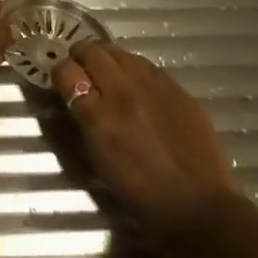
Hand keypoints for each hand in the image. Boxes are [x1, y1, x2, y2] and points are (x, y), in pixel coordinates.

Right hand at [56, 42, 242, 239]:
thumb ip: (86, 121)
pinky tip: (136, 82)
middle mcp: (123, 93)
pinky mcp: (176, 87)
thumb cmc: (140, 193)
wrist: (197, 205)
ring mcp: (153, 86)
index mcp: (99, 117)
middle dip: (81, 56)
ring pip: (120, 52)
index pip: (67, 73)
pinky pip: (147, 65)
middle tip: (81, 67)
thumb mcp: (99, 158)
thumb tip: (79, 97)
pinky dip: (133, 68)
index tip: (63, 80)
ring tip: (107, 70)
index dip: (61, 73)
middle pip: (92, 52)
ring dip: (108, 58)